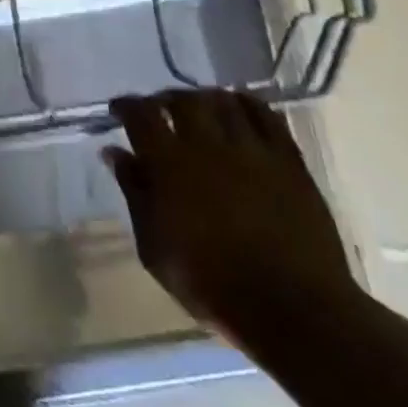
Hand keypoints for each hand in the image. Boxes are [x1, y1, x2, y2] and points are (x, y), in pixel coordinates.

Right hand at [102, 89, 359, 344]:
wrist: (292, 308)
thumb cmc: (211, 284)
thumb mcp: (154, 246)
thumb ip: (134, 193)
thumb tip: (115, 153)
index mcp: (169, 163)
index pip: (140, 114)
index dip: (126, 106)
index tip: (119, 110)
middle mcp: (207, 144)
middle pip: (183, 99)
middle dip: (166, 99)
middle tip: (160, 110)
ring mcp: (252, 150)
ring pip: (224, 101)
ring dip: (205, 99)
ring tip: (199, 109)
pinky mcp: (289, 160)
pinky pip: (267, 116)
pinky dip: (248, 105)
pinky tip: (240, 110)